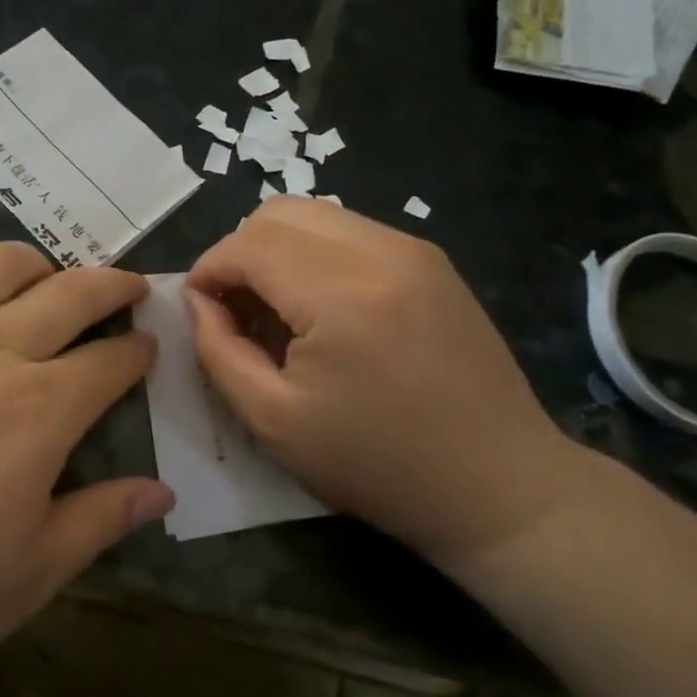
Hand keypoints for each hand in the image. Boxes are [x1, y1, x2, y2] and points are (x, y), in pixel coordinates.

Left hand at [0, 238, 172, 696]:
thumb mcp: (21, 581)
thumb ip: (98, 524)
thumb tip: (163, 493)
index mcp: (37, 411)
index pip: (110, 362)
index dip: (137, 351)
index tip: (148, 347)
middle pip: (67, 294)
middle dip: (110, 286)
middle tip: (126, 288)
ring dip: (33, 262)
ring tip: (43, 277)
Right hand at [187, 198, 581, 563]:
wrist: (497, 484)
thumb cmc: (376, 464)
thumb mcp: (273, 420)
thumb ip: (218, 350)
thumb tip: (199, 301)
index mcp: (341, 293)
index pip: (247, 244)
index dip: (208, 270)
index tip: (199, 310)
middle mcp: (381, 251)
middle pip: (278, 212)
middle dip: (239, 252)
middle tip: (235, 309)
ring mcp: (414, 249)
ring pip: (315, 214)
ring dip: (277, 250)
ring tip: (277, 309)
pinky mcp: (432, 261)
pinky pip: (351, 232)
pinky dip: (316, 255)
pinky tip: (322, 309)